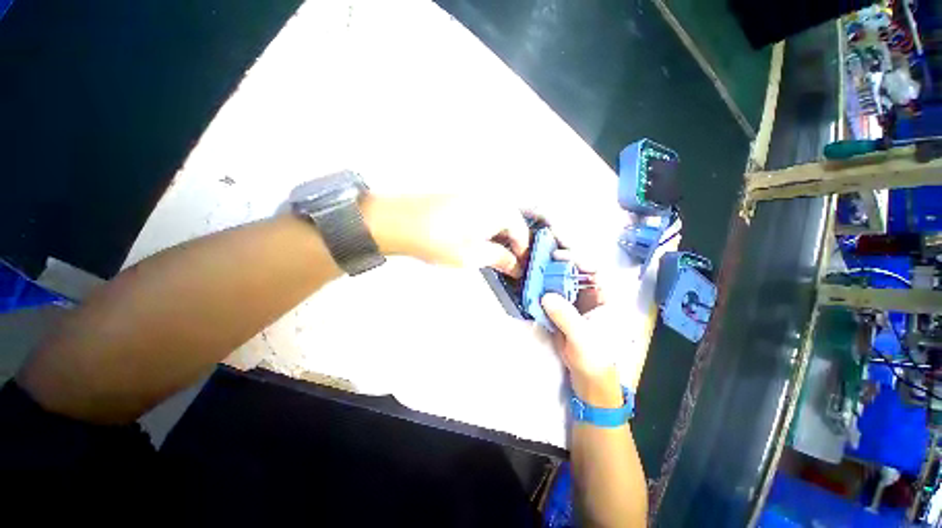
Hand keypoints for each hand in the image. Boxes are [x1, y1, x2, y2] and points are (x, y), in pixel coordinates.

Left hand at [362, 194, 529, 275]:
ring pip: (495, 219)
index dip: (523, 253)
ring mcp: (473, 195)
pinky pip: (481, 215)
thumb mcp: (473, 256)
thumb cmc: (435, 238)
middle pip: (510, 224)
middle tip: (505, 264)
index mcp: (499, 208)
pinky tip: (473, 243)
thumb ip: (500, 259)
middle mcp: (489, 197)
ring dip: (496, 238)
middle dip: (510, 246)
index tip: (519, 267)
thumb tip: (514, 264)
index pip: (522, 232)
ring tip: (488, 257)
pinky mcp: (459, 198)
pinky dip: (483, 230)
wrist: (397, 221)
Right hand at [541, 250, 624, 406]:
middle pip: (576, 270)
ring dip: (549, 272)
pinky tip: (532, 282)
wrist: (587, 374)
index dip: (579, 258)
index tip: (559, 255)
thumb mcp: (582, 337)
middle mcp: (591, 293)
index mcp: (605, 296)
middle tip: (543, 255)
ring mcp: (576, 299)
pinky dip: (543, 286)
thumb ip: (565, 316)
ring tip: (534, 265)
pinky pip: (553, 291)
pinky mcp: (563, 306)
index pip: (595, 269)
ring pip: (563, 279)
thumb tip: (546, 296)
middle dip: (561, 261)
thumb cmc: (595, 356)